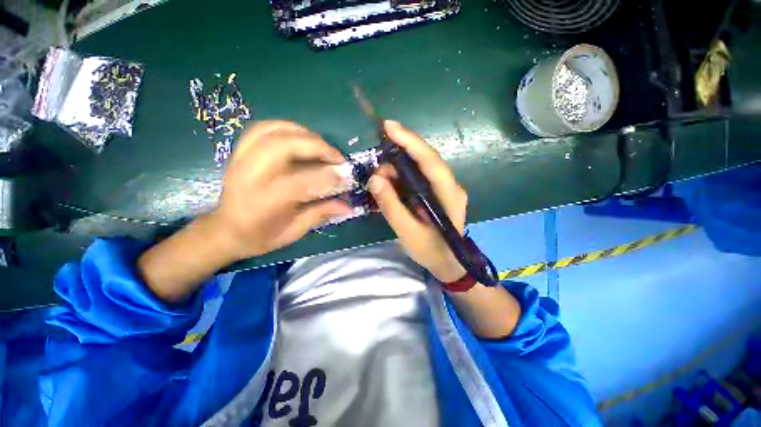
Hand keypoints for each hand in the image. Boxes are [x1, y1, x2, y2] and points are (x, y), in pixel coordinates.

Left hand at [211, 120, 351, 259]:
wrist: (226, 230)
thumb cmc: (262, 236)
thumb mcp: (294, 231)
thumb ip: (321, 213)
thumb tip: (348, 205)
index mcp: (265, 201)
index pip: (300, 180)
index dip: (326, 177)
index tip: (344, 179)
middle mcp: (251, 175)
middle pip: (284, 146)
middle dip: (317, 146)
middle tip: (337, 157)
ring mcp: (242, 160)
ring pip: (273, 132)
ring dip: (304, 133)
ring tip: (322, 145)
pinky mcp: (240, 152)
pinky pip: (261, 128)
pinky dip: (285, 127)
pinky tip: (300, 136)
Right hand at [368, 120, 467, 282]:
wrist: (448, 263)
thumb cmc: (431, 250)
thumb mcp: (407, 232)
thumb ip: (391, 206)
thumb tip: (375, 179)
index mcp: (449, 194)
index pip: (430, 161)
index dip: (410, 141)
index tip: (389, 127)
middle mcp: (450, 185)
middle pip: (425, 159)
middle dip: (399, 154)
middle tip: (377, 166)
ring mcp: (444, 187)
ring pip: (420, 166)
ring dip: (398, 167)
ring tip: (381, 180)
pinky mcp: (436, 191)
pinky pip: (418, 176)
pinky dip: (401, 176)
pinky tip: (390, 183)